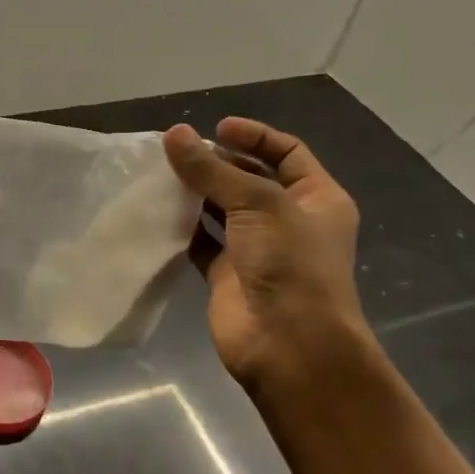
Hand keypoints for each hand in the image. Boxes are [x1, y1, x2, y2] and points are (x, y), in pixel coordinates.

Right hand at [163, 118, 372, 394]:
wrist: (288, 344)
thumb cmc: (290, 265)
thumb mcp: (258, 204)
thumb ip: (212, 170)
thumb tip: (174, 134)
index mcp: (317, 199)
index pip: (287, 153)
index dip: (254, 136)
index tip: (216, 128)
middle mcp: (289, 221)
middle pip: (250, 179)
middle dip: (217, 164)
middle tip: (178, 153)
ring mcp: (257, 249)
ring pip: (222, 210)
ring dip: (195, 194)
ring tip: (160, 175)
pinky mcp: (227, 275)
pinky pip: (201, 242)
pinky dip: (182, 228)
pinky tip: (157, 212)